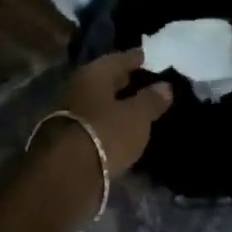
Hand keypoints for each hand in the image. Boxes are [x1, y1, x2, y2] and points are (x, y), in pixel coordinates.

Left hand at [62, 50, 173, 176]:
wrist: (66, 174)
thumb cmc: (106, 133)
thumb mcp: (137, 116)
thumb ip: (152, 100)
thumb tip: (165, 86)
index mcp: (94, 74)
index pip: (120, 59)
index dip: (138, 58)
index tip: (152, 57)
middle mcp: (79, 87)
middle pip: (107, 80)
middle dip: (127, 80)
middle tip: (149, 81)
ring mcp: (72, 112)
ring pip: (101, 101)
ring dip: (118, 103)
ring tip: (140, 106)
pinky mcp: (70, 137)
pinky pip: (97, 120)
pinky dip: (111, 121)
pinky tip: (124, 127)